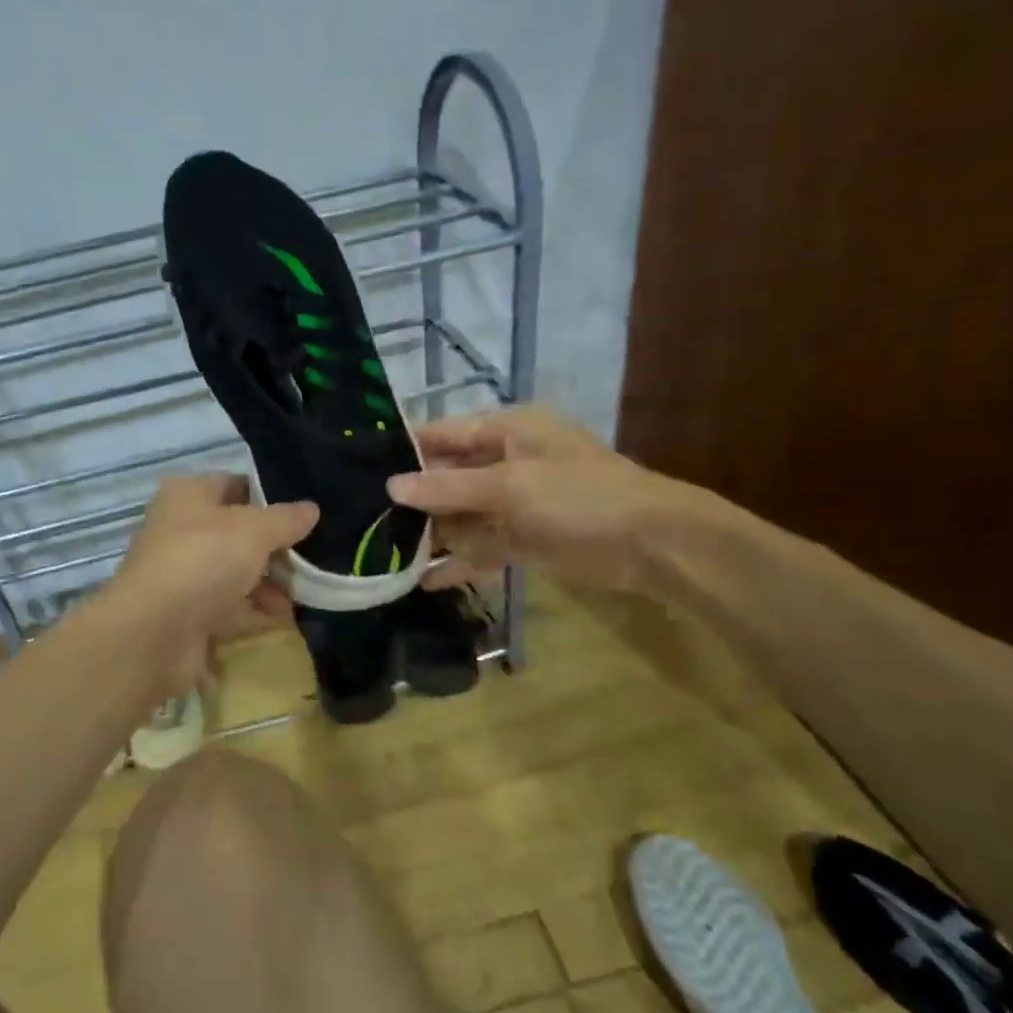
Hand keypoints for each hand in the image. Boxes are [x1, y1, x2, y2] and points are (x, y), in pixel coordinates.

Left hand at [101, 473, 317, 699]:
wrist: (153, 632)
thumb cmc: (203, 560)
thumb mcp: (254, 530)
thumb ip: (285, 519)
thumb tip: (311, 508)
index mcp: (187, 495)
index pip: (234, 485)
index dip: (268, 497)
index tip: (303, 515)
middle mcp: (179, 529)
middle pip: (236, 533)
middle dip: (273, 548)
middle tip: (310, 560)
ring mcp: (180, 574)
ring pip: (232, 572)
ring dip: (266, 584)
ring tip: (300, 596)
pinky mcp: (184, 614)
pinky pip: (226, 607)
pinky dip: (252, 612)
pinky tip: (281, 619)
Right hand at [387, 406, 705, 593]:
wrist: (652, 545)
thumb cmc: (578, 496)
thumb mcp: (509, 486)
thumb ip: (448, 488)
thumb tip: (391, 487)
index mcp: (506, 431)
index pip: (443, 433)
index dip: (405, 449)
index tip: (360, 466)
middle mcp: (505, 462)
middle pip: (447, 476)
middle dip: (412, 497)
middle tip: (363, 516)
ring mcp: (514, 503)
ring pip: (460, 515)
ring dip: (430, 533)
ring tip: (382, 552)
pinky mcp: (523, 540)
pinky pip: (480, 547)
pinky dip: (457, 562)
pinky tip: (423, 581)